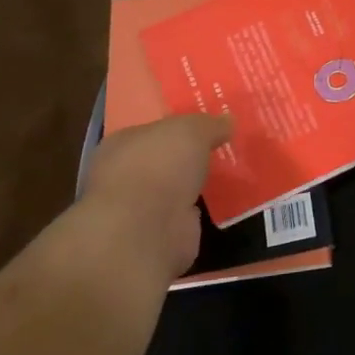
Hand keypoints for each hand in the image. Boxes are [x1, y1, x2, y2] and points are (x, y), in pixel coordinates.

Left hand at [80, 113, 232, 280]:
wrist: (146, 228)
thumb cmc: (159, 166)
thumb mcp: (192, 130)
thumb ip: (210, 124)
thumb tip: (228, 121)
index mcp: (122, 144)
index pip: (152, 130)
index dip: (180, 126)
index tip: (210, 125)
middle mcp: (125, 175)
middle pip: (165, 160)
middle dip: (190, 157)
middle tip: (226, 148)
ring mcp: (141, 208)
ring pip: (176, 188)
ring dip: (197, 185)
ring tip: (233, 174)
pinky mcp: (160, 233)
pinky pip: (187, 214)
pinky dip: (203, 210)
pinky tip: (226, 202)